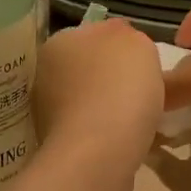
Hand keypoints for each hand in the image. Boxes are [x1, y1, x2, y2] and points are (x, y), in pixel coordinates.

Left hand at [32, 18, 164, 170]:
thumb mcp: (136, 43)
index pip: (94, 35)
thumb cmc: (119, 88)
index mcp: (59, 43)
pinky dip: (107, 135)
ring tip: (140, 121)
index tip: (145, 65)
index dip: (122, 48)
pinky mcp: (59, 147)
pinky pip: (90, 132)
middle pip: (88, 70)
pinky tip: (127, 141)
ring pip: (88, 102)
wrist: (99, 155)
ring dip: (109, 108)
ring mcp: (47, 114)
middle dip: (113, 79)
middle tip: (146, 92)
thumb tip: (121, 42)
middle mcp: (45, 75)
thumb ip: (128, 35)